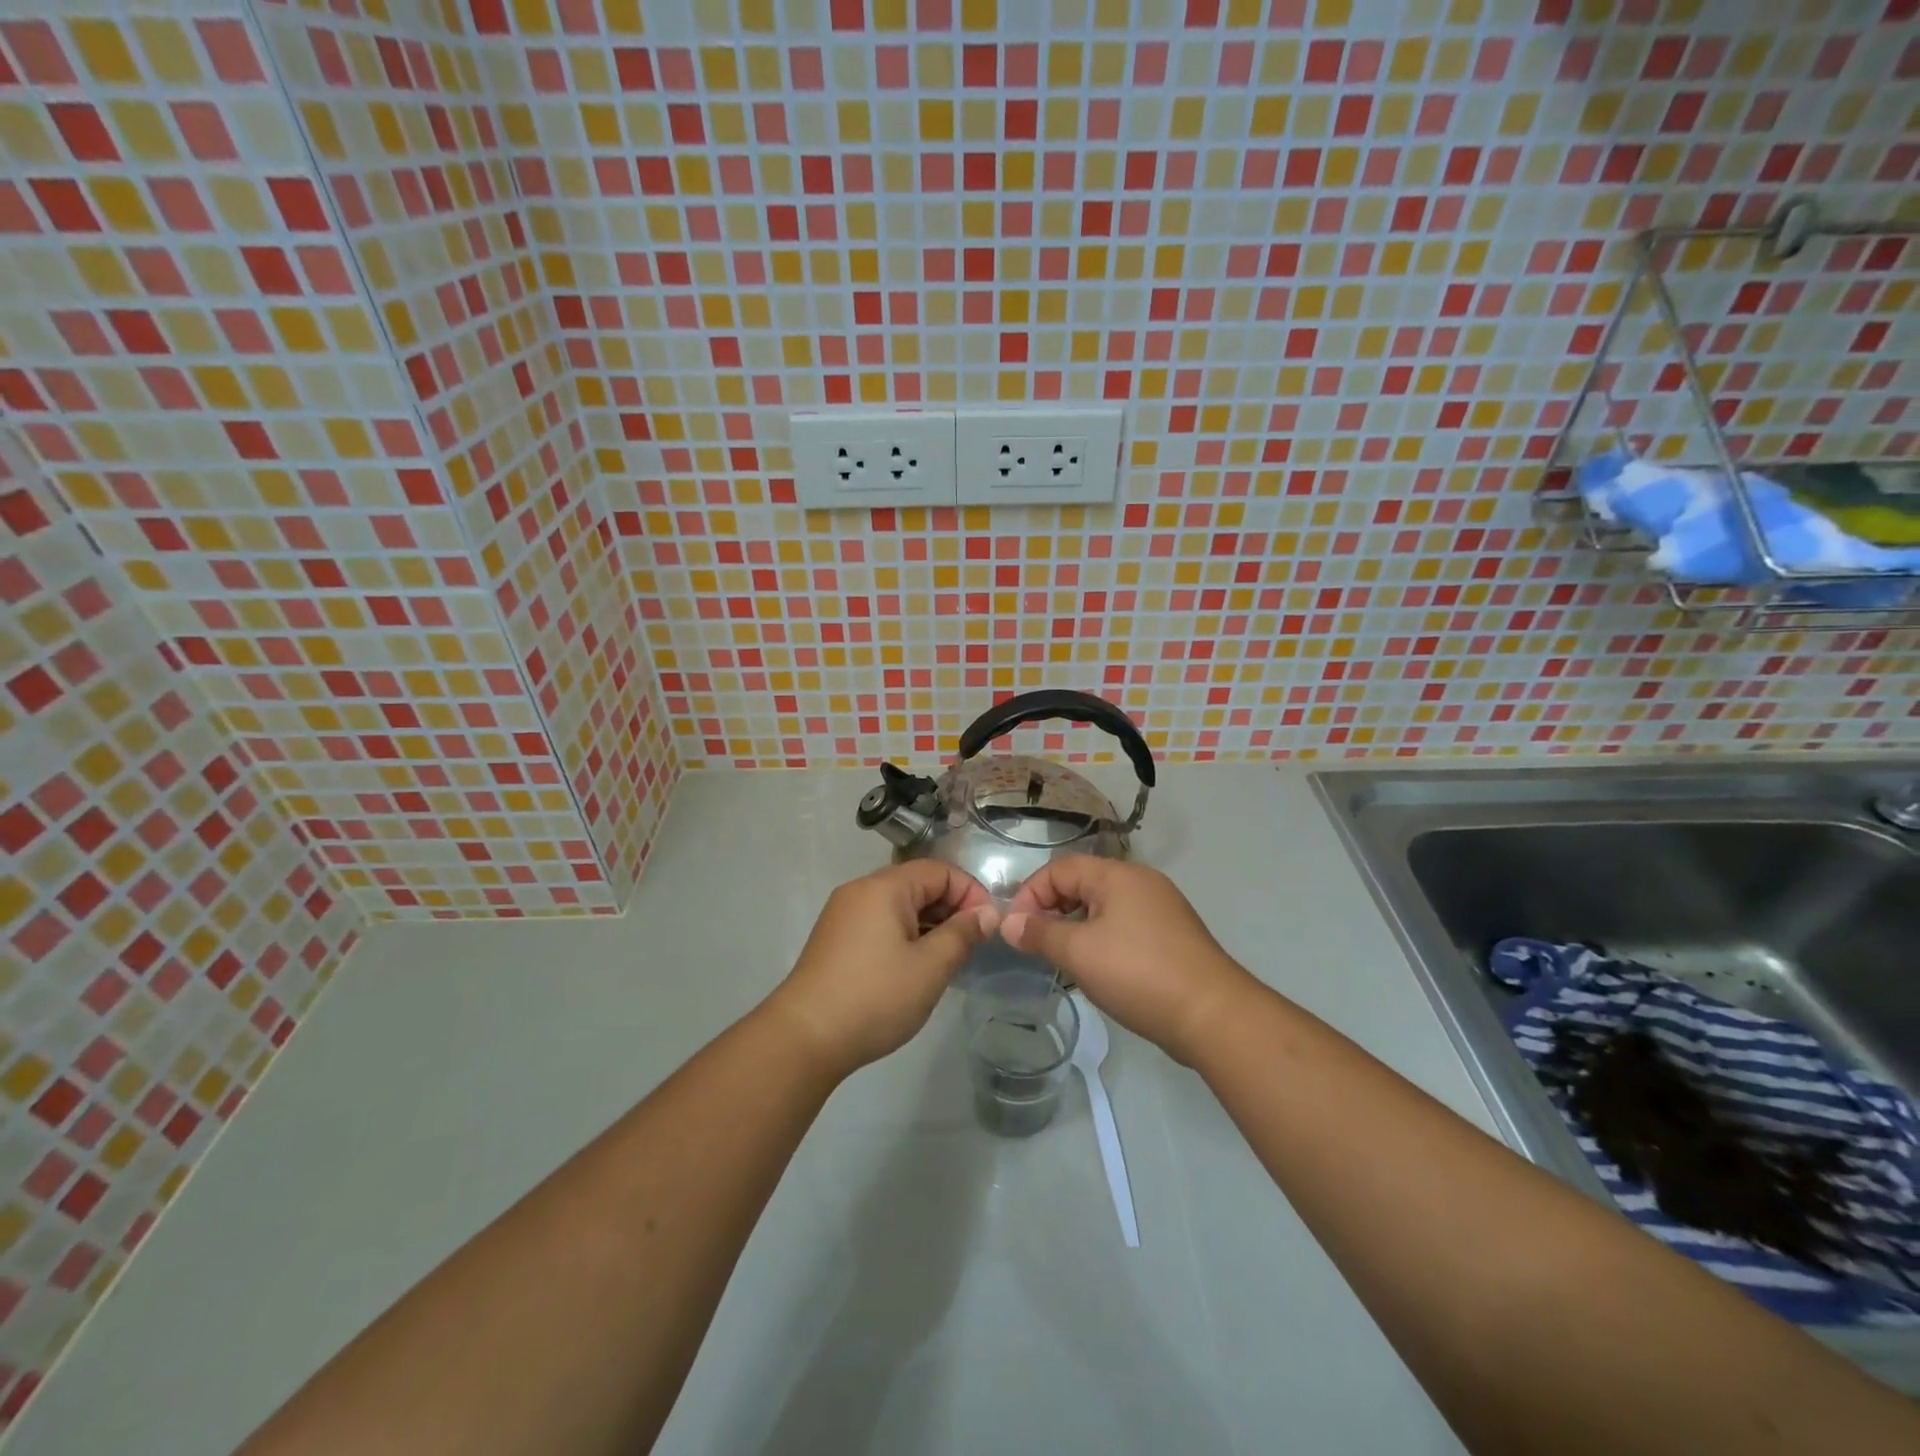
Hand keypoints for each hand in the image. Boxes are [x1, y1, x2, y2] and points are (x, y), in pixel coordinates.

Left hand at [768, 862, 999, 1078]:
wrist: (805, 1037)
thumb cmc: (875, 997)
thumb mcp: (930, 967)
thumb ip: (962, 934)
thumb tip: (987, 913)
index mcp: (884, 887)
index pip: (939, 871)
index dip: (970, 893)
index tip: (987, 927)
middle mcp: (861, 891)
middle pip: (917, 884)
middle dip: (951, 909)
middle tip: (971, 946)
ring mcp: (844, 915)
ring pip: (899, 906)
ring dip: (929, 924)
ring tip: (948, 960)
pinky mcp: (836, 939)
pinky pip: (881, 923)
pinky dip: (905, 935)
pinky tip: (916, 967)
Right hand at [1002, 857, 1255, 1064]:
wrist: (1212, 1015)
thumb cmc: (1138, 973)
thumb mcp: (1079, 952)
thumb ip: (1039, 934)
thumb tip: (1008, 923)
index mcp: (1118, 875)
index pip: (1060, 869)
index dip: (1031, 894)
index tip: (1016, 930)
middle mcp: (1141, 882)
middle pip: (1082, 883)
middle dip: (1051, 910)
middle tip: (1035, 945)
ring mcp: (1160, 909)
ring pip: (1103, 907)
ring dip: (1075, 927)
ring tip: (1061, 959)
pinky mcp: (1171, 936)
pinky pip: (1124, 926)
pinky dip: (1101, 939)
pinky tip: (1097, 969)